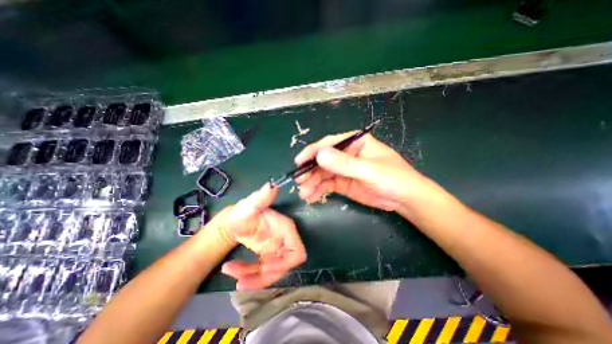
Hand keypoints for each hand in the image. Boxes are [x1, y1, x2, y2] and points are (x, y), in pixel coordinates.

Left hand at [210, 182, 306, 289]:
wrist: (232, 222)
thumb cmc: (242, 212)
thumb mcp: (250, 205)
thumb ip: (261, 197)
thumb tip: (271, 186)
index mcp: (285, 228)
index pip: (297, 251)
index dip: (285, 263)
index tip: (265, 268)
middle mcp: (283, 240)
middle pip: (284, 266)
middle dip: (265, 275)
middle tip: (243, 279)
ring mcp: (276, 250)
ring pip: (272, 272)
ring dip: (253, 277)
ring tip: (232, 273)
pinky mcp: (267, 256)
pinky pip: (262, 272)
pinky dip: (249, 276)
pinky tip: (233, 272)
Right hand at [294, 132, 426, 211]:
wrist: (405, 200)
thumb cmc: (394, 178)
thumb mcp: (370, 170)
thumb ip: (345, 163)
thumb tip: (320, 155)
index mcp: (355, 143)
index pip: (330, 143)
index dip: (313, 152)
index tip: (299, 162)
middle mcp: (347, 154)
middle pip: (323, 160)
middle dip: (310, 171)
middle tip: (299, 181)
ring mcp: (344, 169)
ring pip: (323, 174)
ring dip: (312, 183)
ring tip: (304, 193)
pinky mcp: (343, 183)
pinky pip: (327, 185)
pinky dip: (318, 190)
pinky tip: (311, 197)